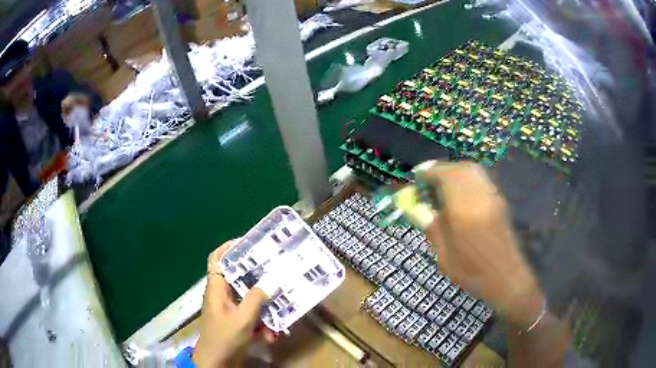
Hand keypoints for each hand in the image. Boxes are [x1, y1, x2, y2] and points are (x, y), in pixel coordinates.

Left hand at [193, 241, 274, 367]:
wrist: (217, 362)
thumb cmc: (224, 337)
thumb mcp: (242, 318)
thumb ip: (256, 299)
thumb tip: (271, 280)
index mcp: (217, 288)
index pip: (216, 259)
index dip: (228, 248)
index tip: (248, 243)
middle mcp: (222, 295)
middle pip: (238, 277)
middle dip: (257, 278)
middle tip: (275, 271)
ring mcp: (229, 309)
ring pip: (249, 299)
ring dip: (264, 307)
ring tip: (280, 310)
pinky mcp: (236, 321)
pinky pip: (252, 315)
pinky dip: (262, 323)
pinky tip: (273, 335)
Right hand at [417, 162, 544, 329]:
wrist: (506, 277)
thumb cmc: (472, 272)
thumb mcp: (445, 256)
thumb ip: (432, 227)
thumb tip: (417, 208)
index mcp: (464, 211)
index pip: (445, 177)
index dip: (429, 172)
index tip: (417, 177)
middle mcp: (480, 197)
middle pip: (459, 169)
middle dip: (441, 169)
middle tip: (428, 180)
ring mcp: (493, 197)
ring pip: (473, 170)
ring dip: (454, 171)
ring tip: (442, 184)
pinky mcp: (499, 200)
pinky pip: (481, 178)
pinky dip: (467, 176)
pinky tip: (460, 190)